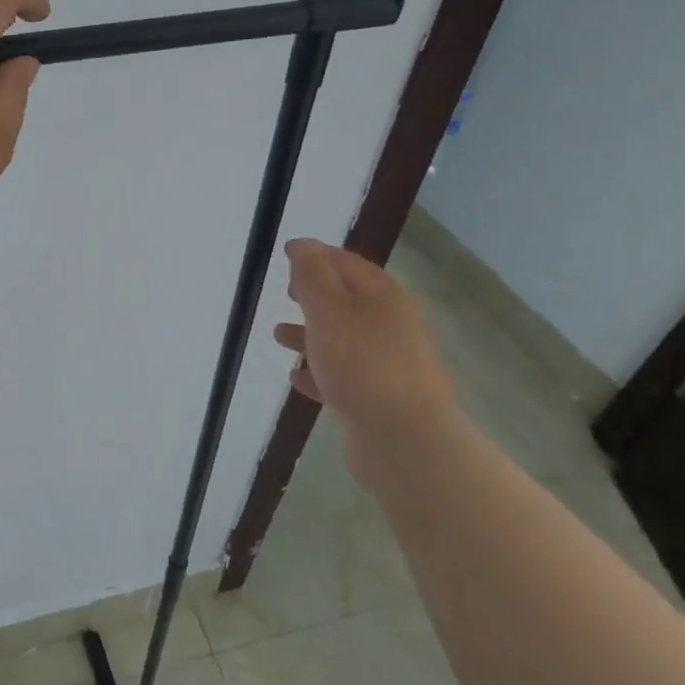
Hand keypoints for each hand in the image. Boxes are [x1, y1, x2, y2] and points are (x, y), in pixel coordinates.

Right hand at [272, 239, 459, 478]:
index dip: (317, 255)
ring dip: (312, 334)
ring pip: (344, 340)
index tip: (286, 254)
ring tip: (279, 336)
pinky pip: (344, 377)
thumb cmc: (362, 365)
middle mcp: (392, 327)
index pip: (348, 263)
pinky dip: (319, 372)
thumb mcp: (328, 310)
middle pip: (349, 301)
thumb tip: (302, 244)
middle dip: (315, 295)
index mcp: (384, 298)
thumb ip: (311, 276)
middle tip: (286, 293)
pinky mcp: (378, 399)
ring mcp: (388, 365)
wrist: (404, 441)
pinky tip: (297, 378)